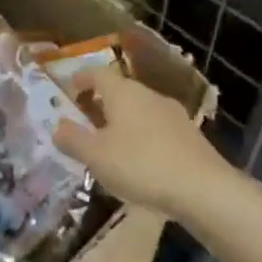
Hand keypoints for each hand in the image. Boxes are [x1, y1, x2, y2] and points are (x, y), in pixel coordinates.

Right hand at [53, 67, 226, 216]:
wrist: (203, 188)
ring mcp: (173, 113)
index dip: (81, 78)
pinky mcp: (189, 134)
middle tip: (85, 120)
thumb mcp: (96, 156)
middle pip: (120, 90)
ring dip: (122, 120)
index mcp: (123, 93)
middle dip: (101, 102)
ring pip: (140, 109)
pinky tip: (139, 159)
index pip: (98, 73)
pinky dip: (141, 135)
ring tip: (110, 143)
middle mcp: (149, 95)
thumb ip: (73, 139)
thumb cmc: (140, 165)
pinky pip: (156, 127)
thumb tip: (58, 126)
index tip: (70, 88)